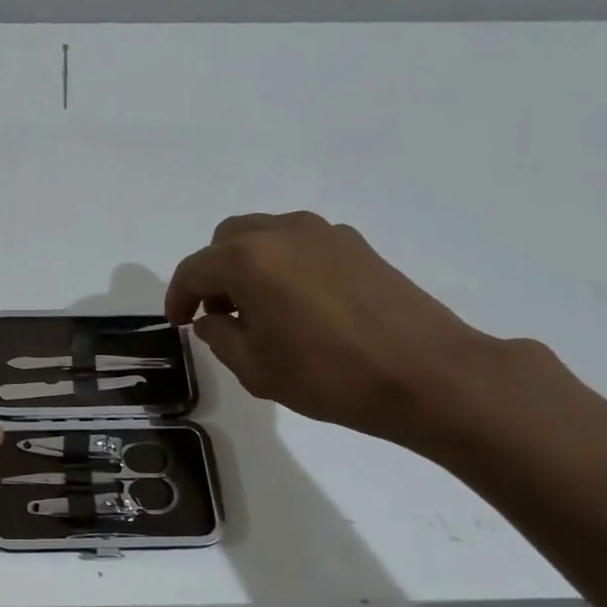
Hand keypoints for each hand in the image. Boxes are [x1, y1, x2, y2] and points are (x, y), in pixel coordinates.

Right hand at [164, 211, 518, 447]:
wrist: (429, 375)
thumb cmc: (330, 375)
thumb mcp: (255, 368)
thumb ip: (219, 336)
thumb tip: (214, 318)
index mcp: (248, 259)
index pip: (194, 269)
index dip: (177, 297)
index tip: (178, 324)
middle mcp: (282, 232)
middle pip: (226, 240)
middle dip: (213, 274)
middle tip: (218, 314)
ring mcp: (323, 233)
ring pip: (264, 236)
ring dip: (248, 266)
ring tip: (259, 310)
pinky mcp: (356, 245)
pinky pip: (300, 244)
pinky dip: (283, 265)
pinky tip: (299, 305)